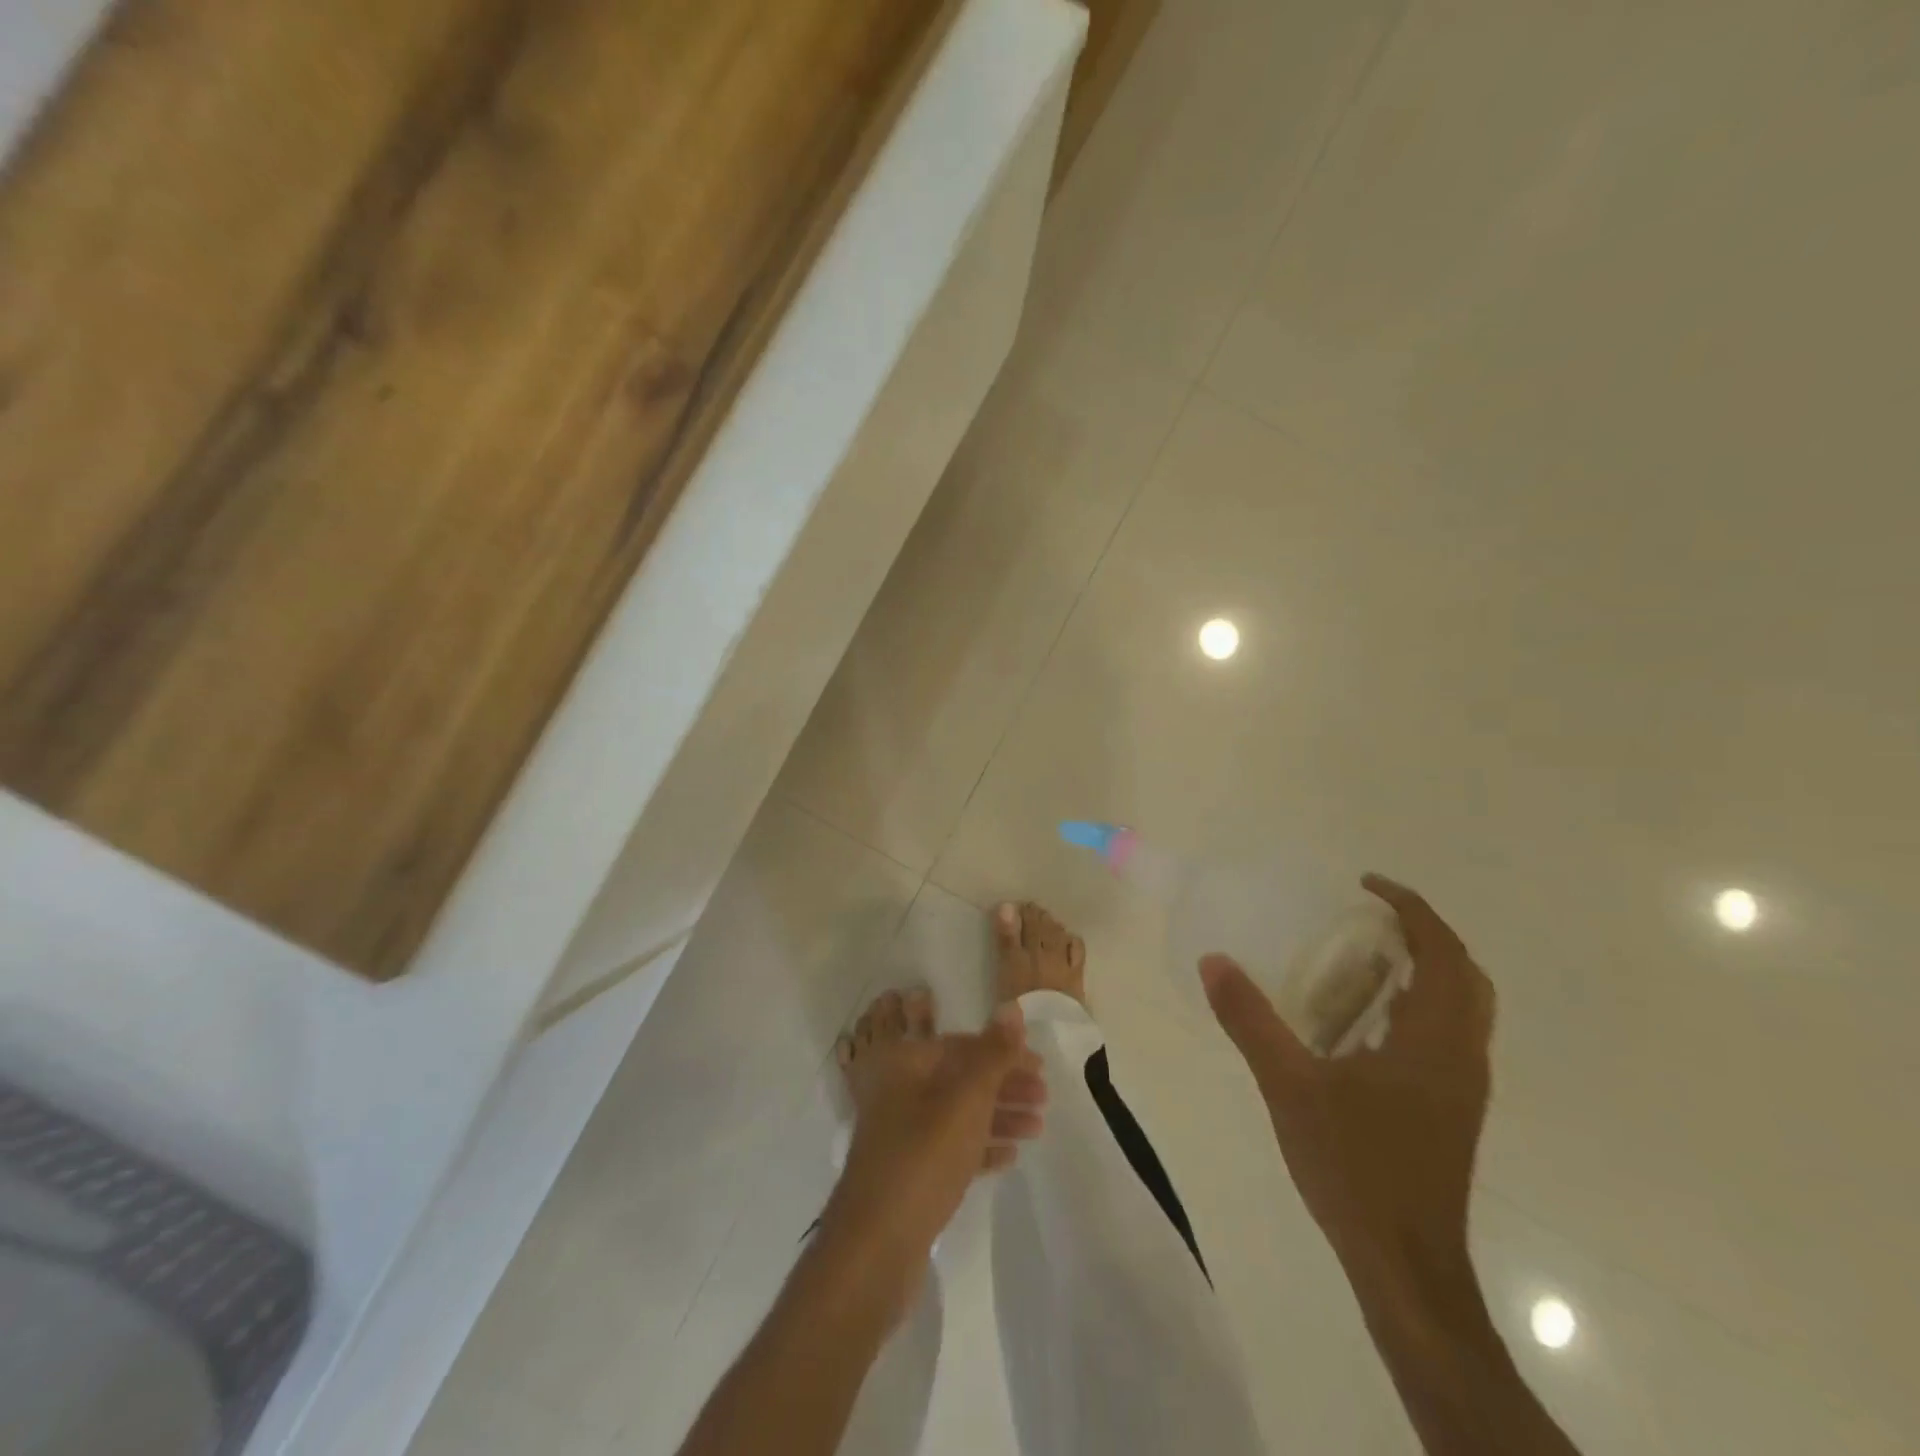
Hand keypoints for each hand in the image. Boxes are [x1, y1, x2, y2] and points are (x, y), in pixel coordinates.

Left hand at [826, 996, 1046, 1288]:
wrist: (874, 1248)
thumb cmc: (922, 1158)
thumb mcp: (965, 1099)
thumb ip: (992, 1053)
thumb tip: (1010, 1006)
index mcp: (905, 1063)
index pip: (961, 1045)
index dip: (1003, 1053)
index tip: (1041, 1068)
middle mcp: (899, 1090)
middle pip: (959, 1078)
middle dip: (1003, 1085)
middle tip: (1045, 1099)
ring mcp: (900, 1133)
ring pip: (958, 1114)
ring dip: (997, 1116)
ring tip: (1037, 1129)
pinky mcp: (907, 1172)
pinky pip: (951, 1148)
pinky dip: (980, 1147)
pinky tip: (1010, 1157)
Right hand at [1200, 875, 1494, 1283]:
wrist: (1405, 1263)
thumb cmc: (1354, 1166)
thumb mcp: (1289, 1085)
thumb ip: (1250, 1020)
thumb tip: (1214, 961)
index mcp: (1435, 1040)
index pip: (1443, 952)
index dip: (1412, 908)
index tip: (1367, 885)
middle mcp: (1462, 1055)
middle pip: (1465, 975)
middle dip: (1425, 934)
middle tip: (1371, 917)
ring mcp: (1462, 1086)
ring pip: (1463, 1008)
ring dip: (1427, 970)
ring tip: (1367, 958)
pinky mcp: (1451, 1110)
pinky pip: (1447, 1036)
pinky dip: (1419, 1007)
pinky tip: (1367, 1023)